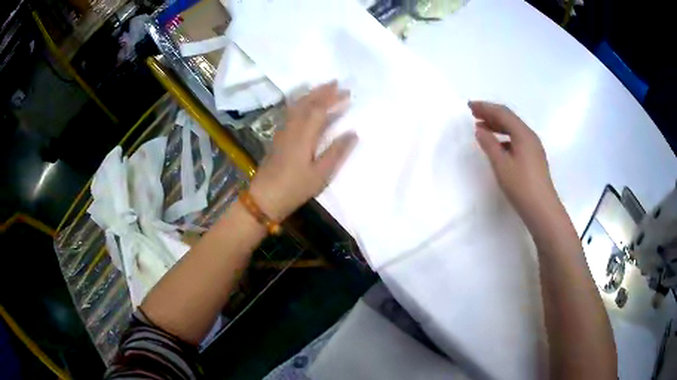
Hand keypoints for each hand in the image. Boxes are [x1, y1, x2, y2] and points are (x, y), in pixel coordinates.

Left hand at [249, 82, 357, 220]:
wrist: (264, 198)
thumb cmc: (295, 188)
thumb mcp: (320, 174)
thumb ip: (336, 152)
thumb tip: (353, 133)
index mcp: (303, 136)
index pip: (319, 110)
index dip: (333, 99)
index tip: (347, 92)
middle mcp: (291, 128)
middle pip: (306, 103)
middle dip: (321, 91)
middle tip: (336, 83)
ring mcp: (282, 132)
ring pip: (296, 106)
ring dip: (310, 95)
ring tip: (322, 89)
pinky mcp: (278, 138)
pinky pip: (290, 113)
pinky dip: (300, 103)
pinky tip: (304, 105)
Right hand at [469, 101, 560, 227]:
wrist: (542, 210)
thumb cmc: (521, 186)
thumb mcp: (501, 165)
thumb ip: (489, 144)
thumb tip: (480, 130)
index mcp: (523, 134)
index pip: (503, 113)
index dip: (485, 107)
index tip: (469, 106)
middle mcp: (530, 136)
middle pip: (509, 119)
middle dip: (491, 114)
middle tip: (473, 113)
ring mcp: (534, 148)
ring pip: (514, 129)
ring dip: (497, 126)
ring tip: (482, 127)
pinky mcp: (534, 158)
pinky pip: (517, 140)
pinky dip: (504, 138)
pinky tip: (497, 145)